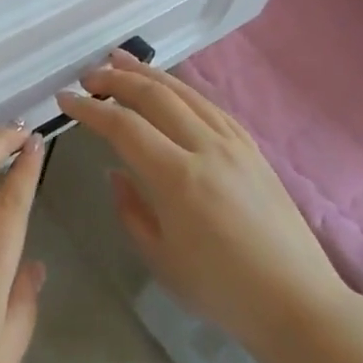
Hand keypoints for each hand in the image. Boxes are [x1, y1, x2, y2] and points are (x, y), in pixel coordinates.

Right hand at [55, 50, 347, 345]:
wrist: (297, 302)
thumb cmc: (221, 290)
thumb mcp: (160, 257)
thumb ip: (130, 208)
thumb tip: (116, 171)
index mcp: (177, 178)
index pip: (123, 126)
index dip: (90, 109)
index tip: (65, 100)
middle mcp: (206, 148)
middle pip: (155, 96)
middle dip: (116, 79)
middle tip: (88, 75)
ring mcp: (234, 144)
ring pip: (185, 92)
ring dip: (149, 73)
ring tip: (120, 60)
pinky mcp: (253, 149)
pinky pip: (210, 105)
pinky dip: (182, 89)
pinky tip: (170, 87)